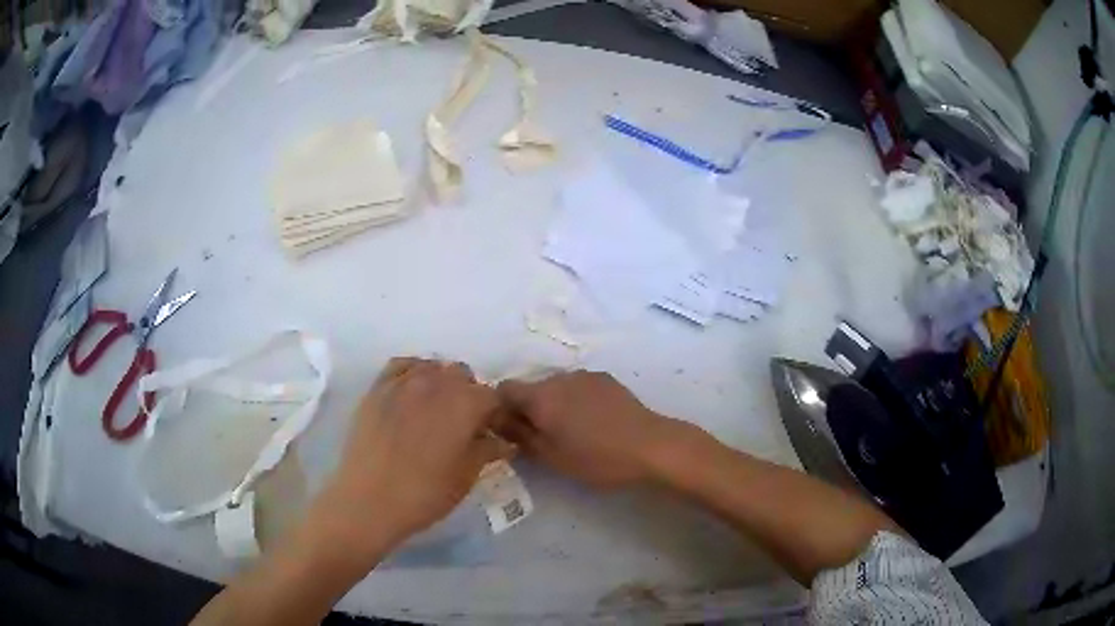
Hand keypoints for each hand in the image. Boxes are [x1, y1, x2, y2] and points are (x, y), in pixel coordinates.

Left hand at [312, 358, 512, 562]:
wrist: (368, 501)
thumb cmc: (425, 494)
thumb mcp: (465, 477)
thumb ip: (487, 451)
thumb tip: (503, 441)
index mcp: (465, 404)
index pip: (492, 396)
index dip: (495, 414)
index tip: (490, 433)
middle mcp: (436, 383)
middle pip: (462, 375)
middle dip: (469, 394)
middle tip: (463, 425)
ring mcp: (403, 382)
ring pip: (433, 367)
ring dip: (442, 383)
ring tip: (436, 410)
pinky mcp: (377, 388)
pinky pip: (402, 366)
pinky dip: (413, 373)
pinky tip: (412, 394)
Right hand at [496, 371, 680, 488]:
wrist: (650, 445)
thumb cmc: (597, 458)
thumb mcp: (552, 457)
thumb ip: (520, 436)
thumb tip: (498, 422)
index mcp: (541, 396)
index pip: (504, 389)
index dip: (501, 409)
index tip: (511, 431)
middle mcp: (559, 377)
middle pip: (531, 388)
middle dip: (530, 409)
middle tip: (543, 438)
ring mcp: (584, 375)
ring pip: (556, 387)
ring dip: (554, 405)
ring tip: (572, 431)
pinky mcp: (605, 378)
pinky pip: (578, 386)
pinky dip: (575, 400)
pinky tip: (593, 422)